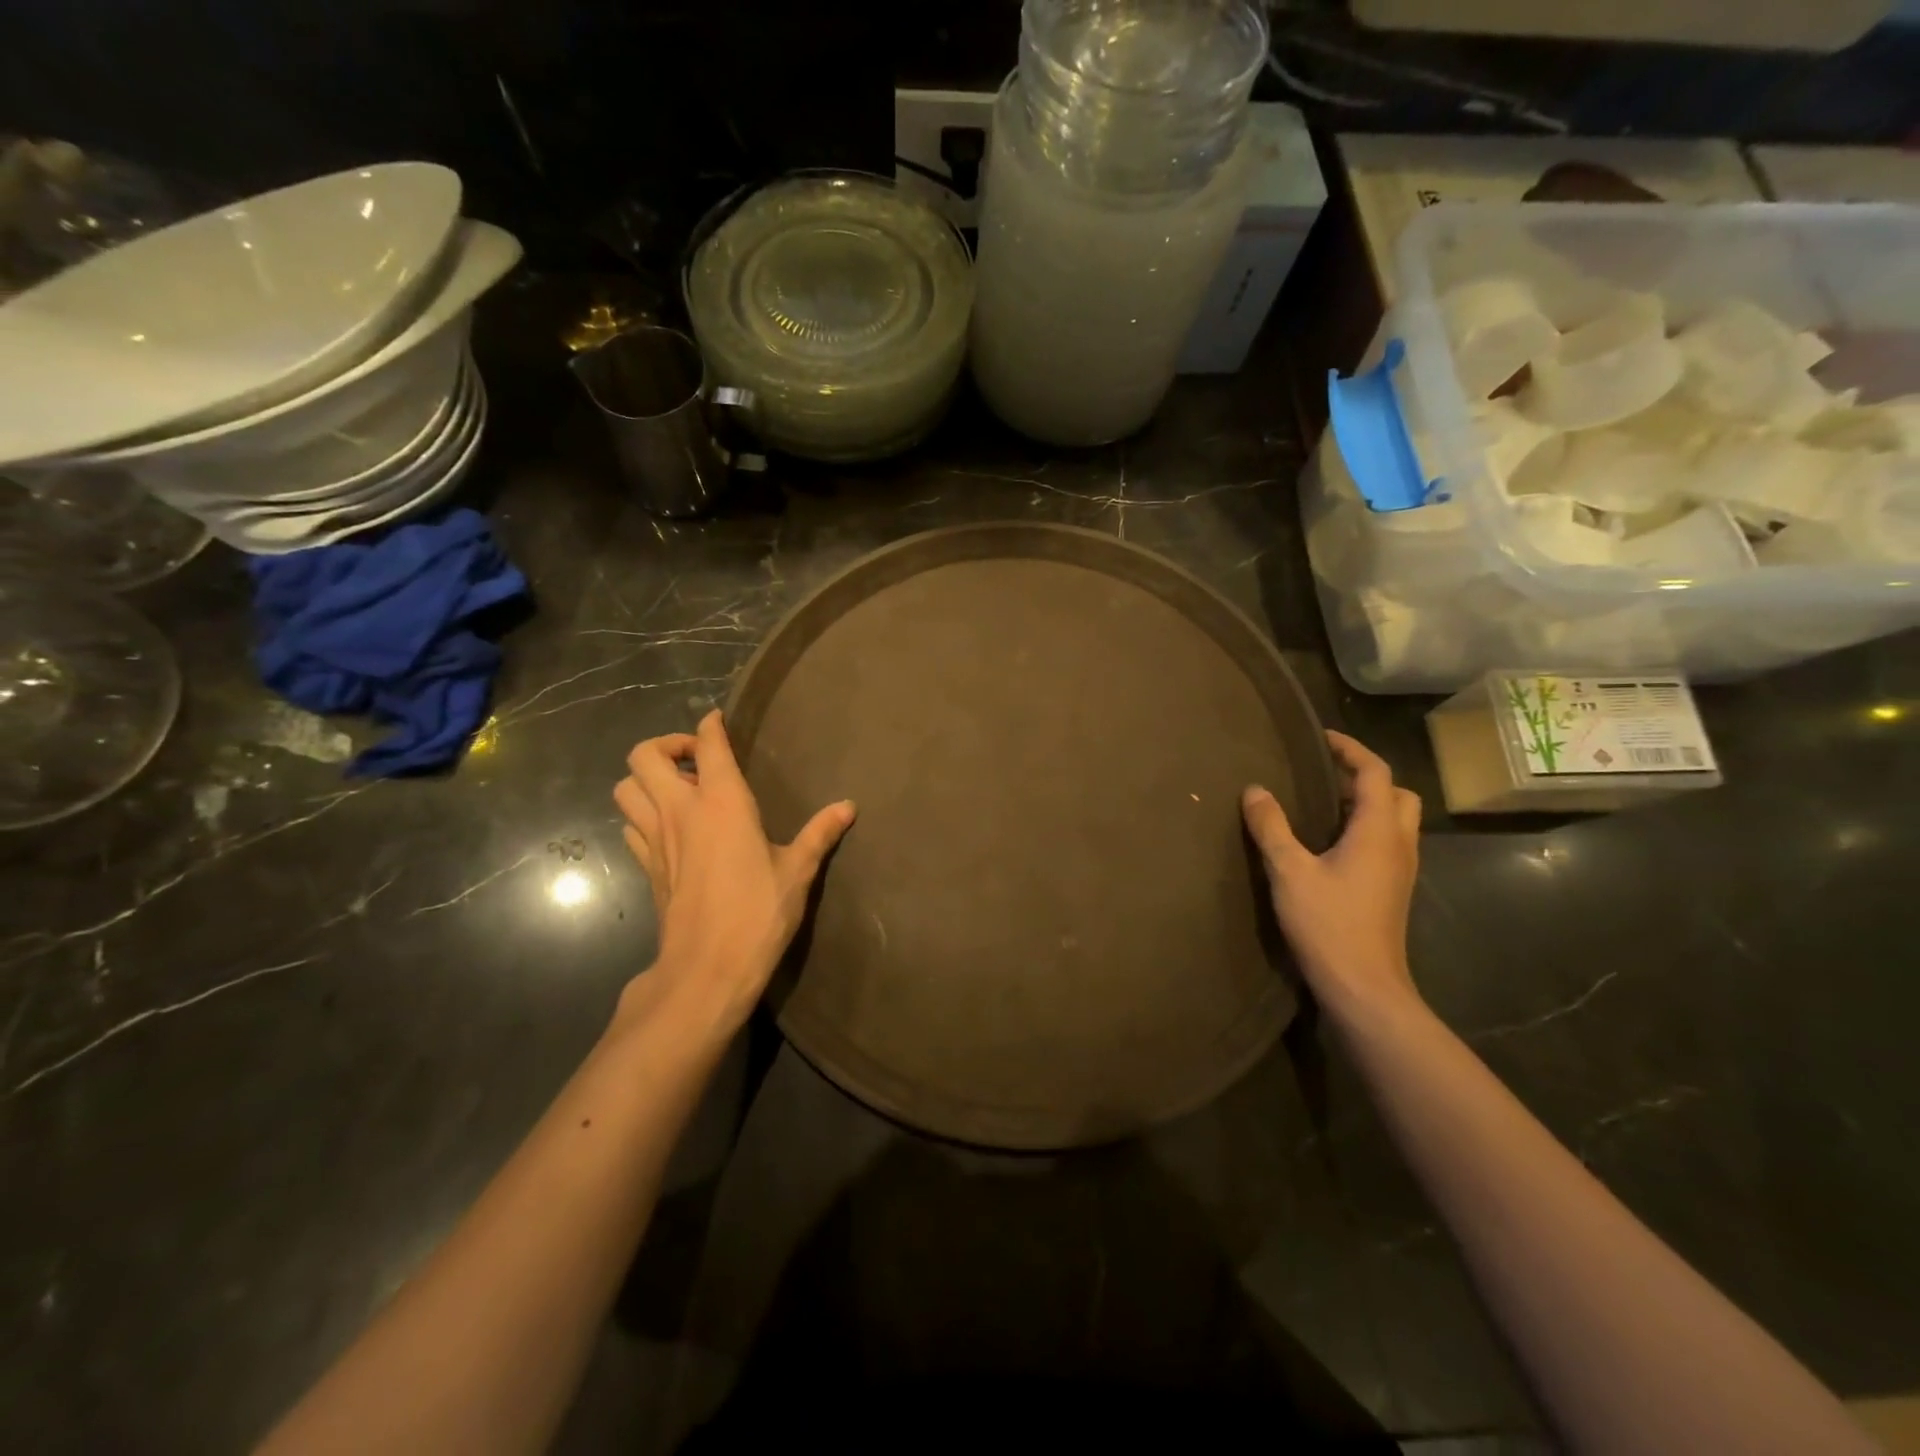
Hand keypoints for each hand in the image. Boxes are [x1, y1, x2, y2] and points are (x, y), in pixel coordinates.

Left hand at [614, 710, 854, 1030]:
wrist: (707, 968)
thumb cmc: (758, 913)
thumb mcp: (797, 871)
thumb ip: (819, 833)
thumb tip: (848, 806)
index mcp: (723, 803)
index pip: (707, 745)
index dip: (710, 725)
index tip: (717, 720)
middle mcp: (681, 811)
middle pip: (644, 755)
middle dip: (666, 745)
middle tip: (697, 760)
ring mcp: (656, 839)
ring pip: (626, 787)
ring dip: (646, 779)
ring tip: (679, 791)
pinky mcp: (646, 867)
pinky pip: (630, 825)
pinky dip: (642, 815)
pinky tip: (670, 830)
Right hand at [1242, 730, 1421, 1023]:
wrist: (1364, 987)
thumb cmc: (1328, 924)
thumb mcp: (1289, 871)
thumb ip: (1271, 827)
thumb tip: (1255, 790)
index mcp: (1378, 831)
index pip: (1375, 772)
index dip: (1350, 749)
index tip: (1320, 739)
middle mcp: (1398, 844)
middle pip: (1397, 793)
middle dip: (1365, 775)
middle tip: (1325, 773)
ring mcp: (1400, 869)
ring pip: (1394, 819)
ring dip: (1365, 802)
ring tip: (1321, 803)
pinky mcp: (1392, 889)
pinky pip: (1385, 842)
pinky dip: (1363, 827)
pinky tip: (1328, 842)